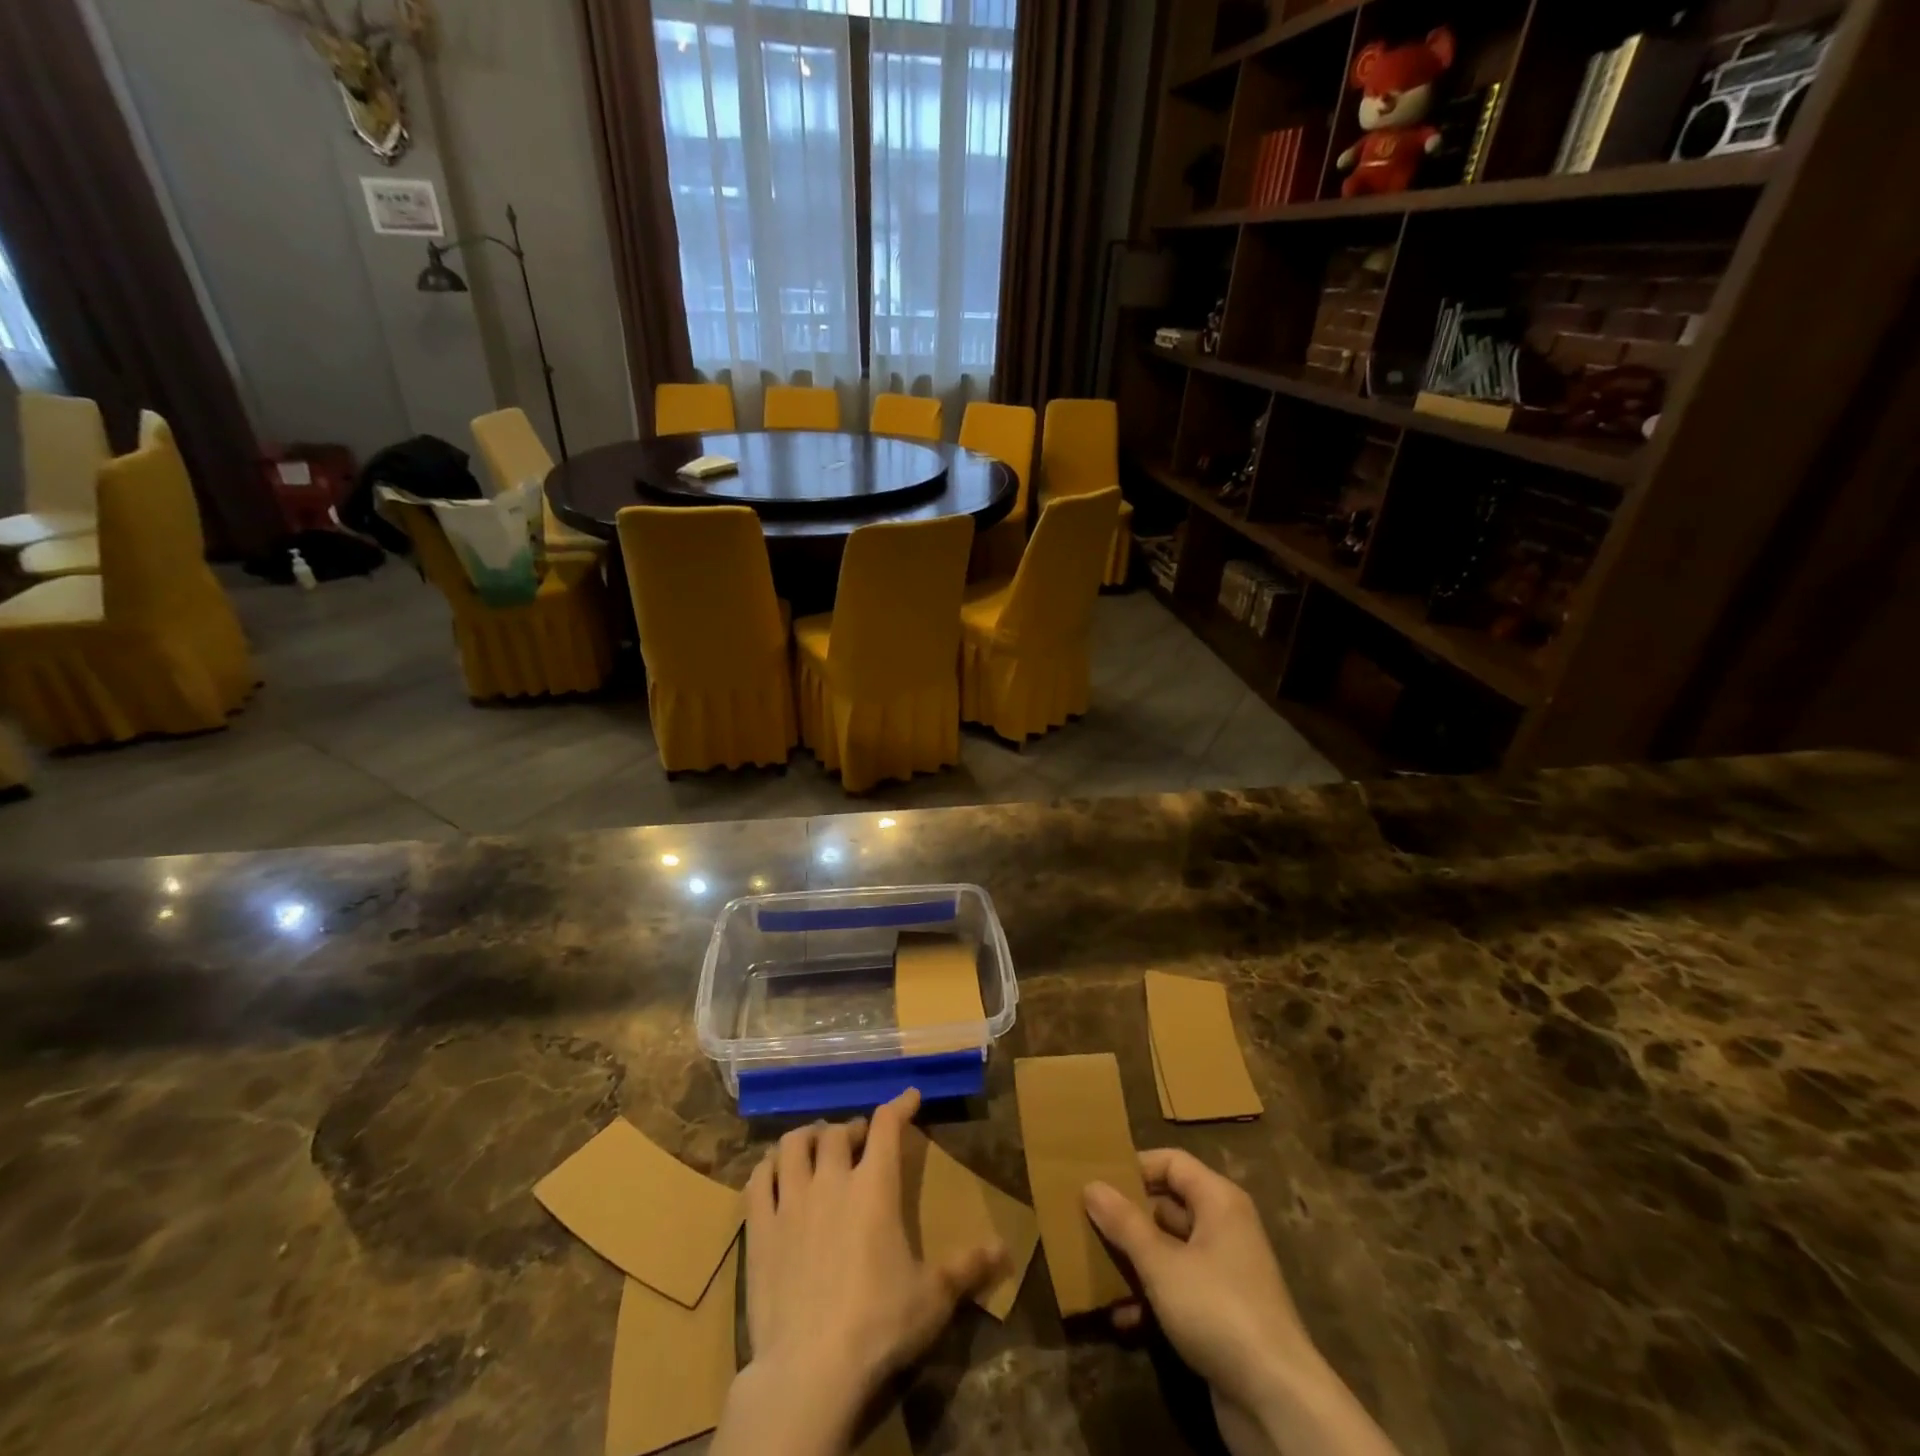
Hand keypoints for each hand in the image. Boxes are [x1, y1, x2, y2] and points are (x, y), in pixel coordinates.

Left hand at [716, 1089, 1007, 1455]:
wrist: (809, 1369)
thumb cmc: (878, 1325)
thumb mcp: (933, 1298)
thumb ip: (967, 1267)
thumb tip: (1005, 1249)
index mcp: (875, 1187)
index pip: (888, 1126)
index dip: (900, 1105)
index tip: (909, 1096)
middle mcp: (832, 1181)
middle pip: (838, 1132)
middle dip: (852, 1128)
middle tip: (859, 1141)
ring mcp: (791, 1201)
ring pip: (794, 1145)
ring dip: (808, 1138)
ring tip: (816, 1147)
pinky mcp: (760, 1229)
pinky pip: (758, 1179)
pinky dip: (768, 1166)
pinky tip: (775, 1172)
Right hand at [1085, 1150, 1399, 1455]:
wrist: (1277, 1401)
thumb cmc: (1218, 1309)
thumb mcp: (1161, 1263)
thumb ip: (1124, 1223)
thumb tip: (1091, 1185)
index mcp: (1218, 1201)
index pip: (1171, 1162)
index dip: (1135, 1167)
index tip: (1096, 1180)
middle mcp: (1224, 1228)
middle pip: (1168, 1205)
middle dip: (1128, 1216)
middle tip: (1086, 1221)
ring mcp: (1225, 1272)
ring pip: (1170, 1249)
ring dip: (1135, 1260)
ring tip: (1093, 1267)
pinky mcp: (1222, 1313)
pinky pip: (1178, 1288)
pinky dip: (1151, 1297)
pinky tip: (1121, 1316)